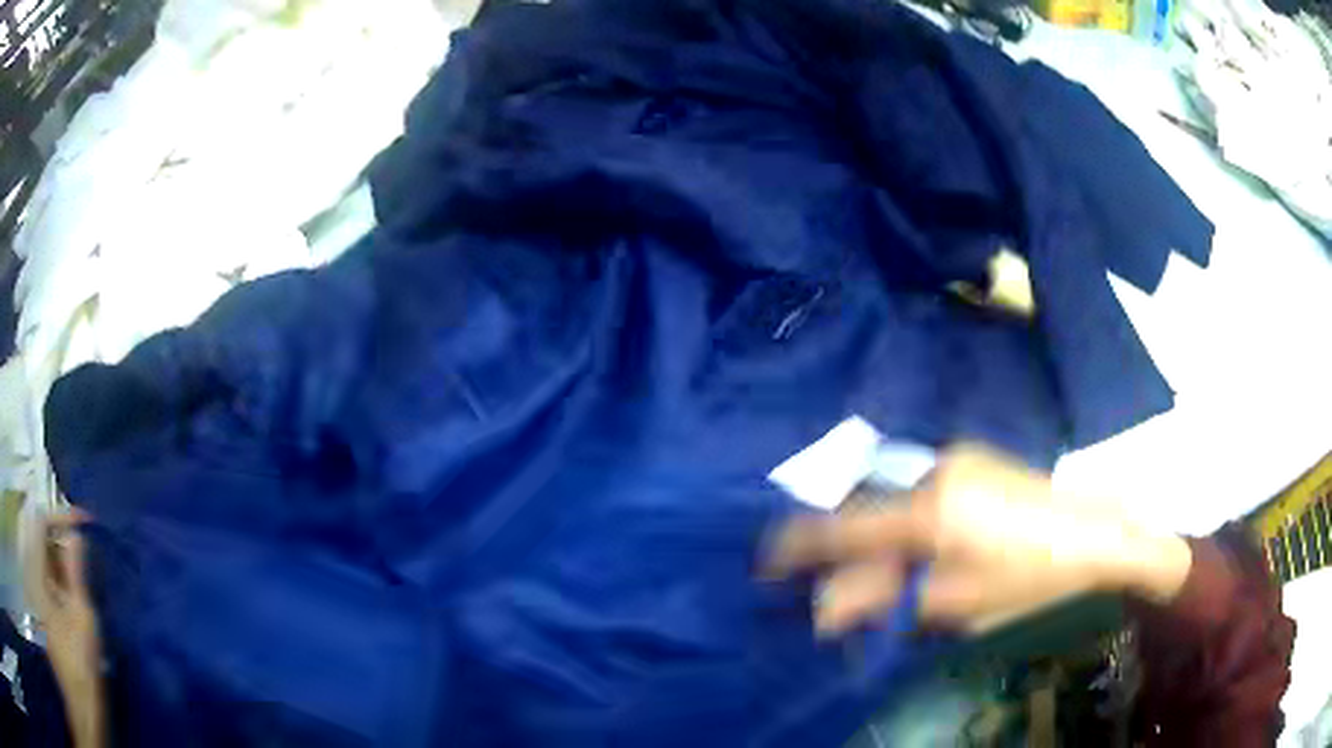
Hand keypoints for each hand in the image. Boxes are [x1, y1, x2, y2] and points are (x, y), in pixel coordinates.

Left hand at [22, 510, 105, 747]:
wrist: (80, 700)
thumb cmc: (78, 661)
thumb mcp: (81, 620)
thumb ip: (76, 574)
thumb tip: (76, 536)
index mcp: (37, 567)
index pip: (43, 522)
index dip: (62, 517)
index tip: (87, 524)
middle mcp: (34, 570)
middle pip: (44, 540)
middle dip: (65, 542)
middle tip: (89, 554)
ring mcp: (39, 590)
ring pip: (48, 560)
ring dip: (65, 562)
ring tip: (86, 577)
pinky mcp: (46, 606)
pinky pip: (50, 579)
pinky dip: (63, 580)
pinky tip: (78, 598)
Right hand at [767, 445, 1191, 634]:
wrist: (1106, 534)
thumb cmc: (1036, 577)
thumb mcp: (961, 601)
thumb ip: (889, 601)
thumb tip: (828, 610)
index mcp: (931, 508)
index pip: (844, 525)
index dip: (799, 546)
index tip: (766, 564)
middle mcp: (936, 471)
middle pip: (868, 514)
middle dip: (848, 557)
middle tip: (843, 599)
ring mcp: (958, 460)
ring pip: (895, 503)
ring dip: (880, 543)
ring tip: (889, 583)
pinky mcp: (976, 462)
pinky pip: (921, 494)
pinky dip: (907, 526)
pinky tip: (923, 553)